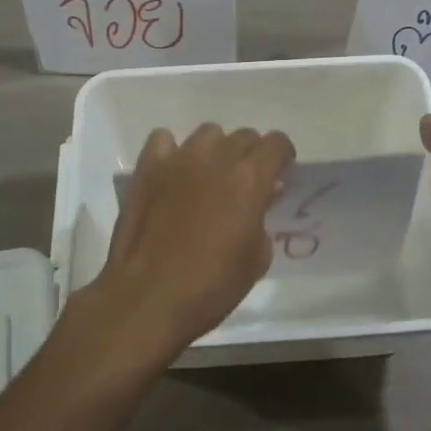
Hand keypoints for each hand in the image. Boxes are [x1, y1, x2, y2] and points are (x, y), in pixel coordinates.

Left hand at [81, 123, 295, 365]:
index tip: (280, 174)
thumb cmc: (211, 285)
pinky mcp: (148, 167)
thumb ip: (263, 218)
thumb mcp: (256, 259)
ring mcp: (179, 158)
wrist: (149, 297)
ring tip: (209, 178)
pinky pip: (164, 140)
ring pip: (208, 134)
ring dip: (216, 151)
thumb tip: (262, 197)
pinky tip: (173, 174)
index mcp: (250, 178)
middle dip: (251, 155)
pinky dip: (172, 152)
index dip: (282, 156)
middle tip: (245, 184)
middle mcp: (217, 157)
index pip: (277, 143)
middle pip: (243, 136)